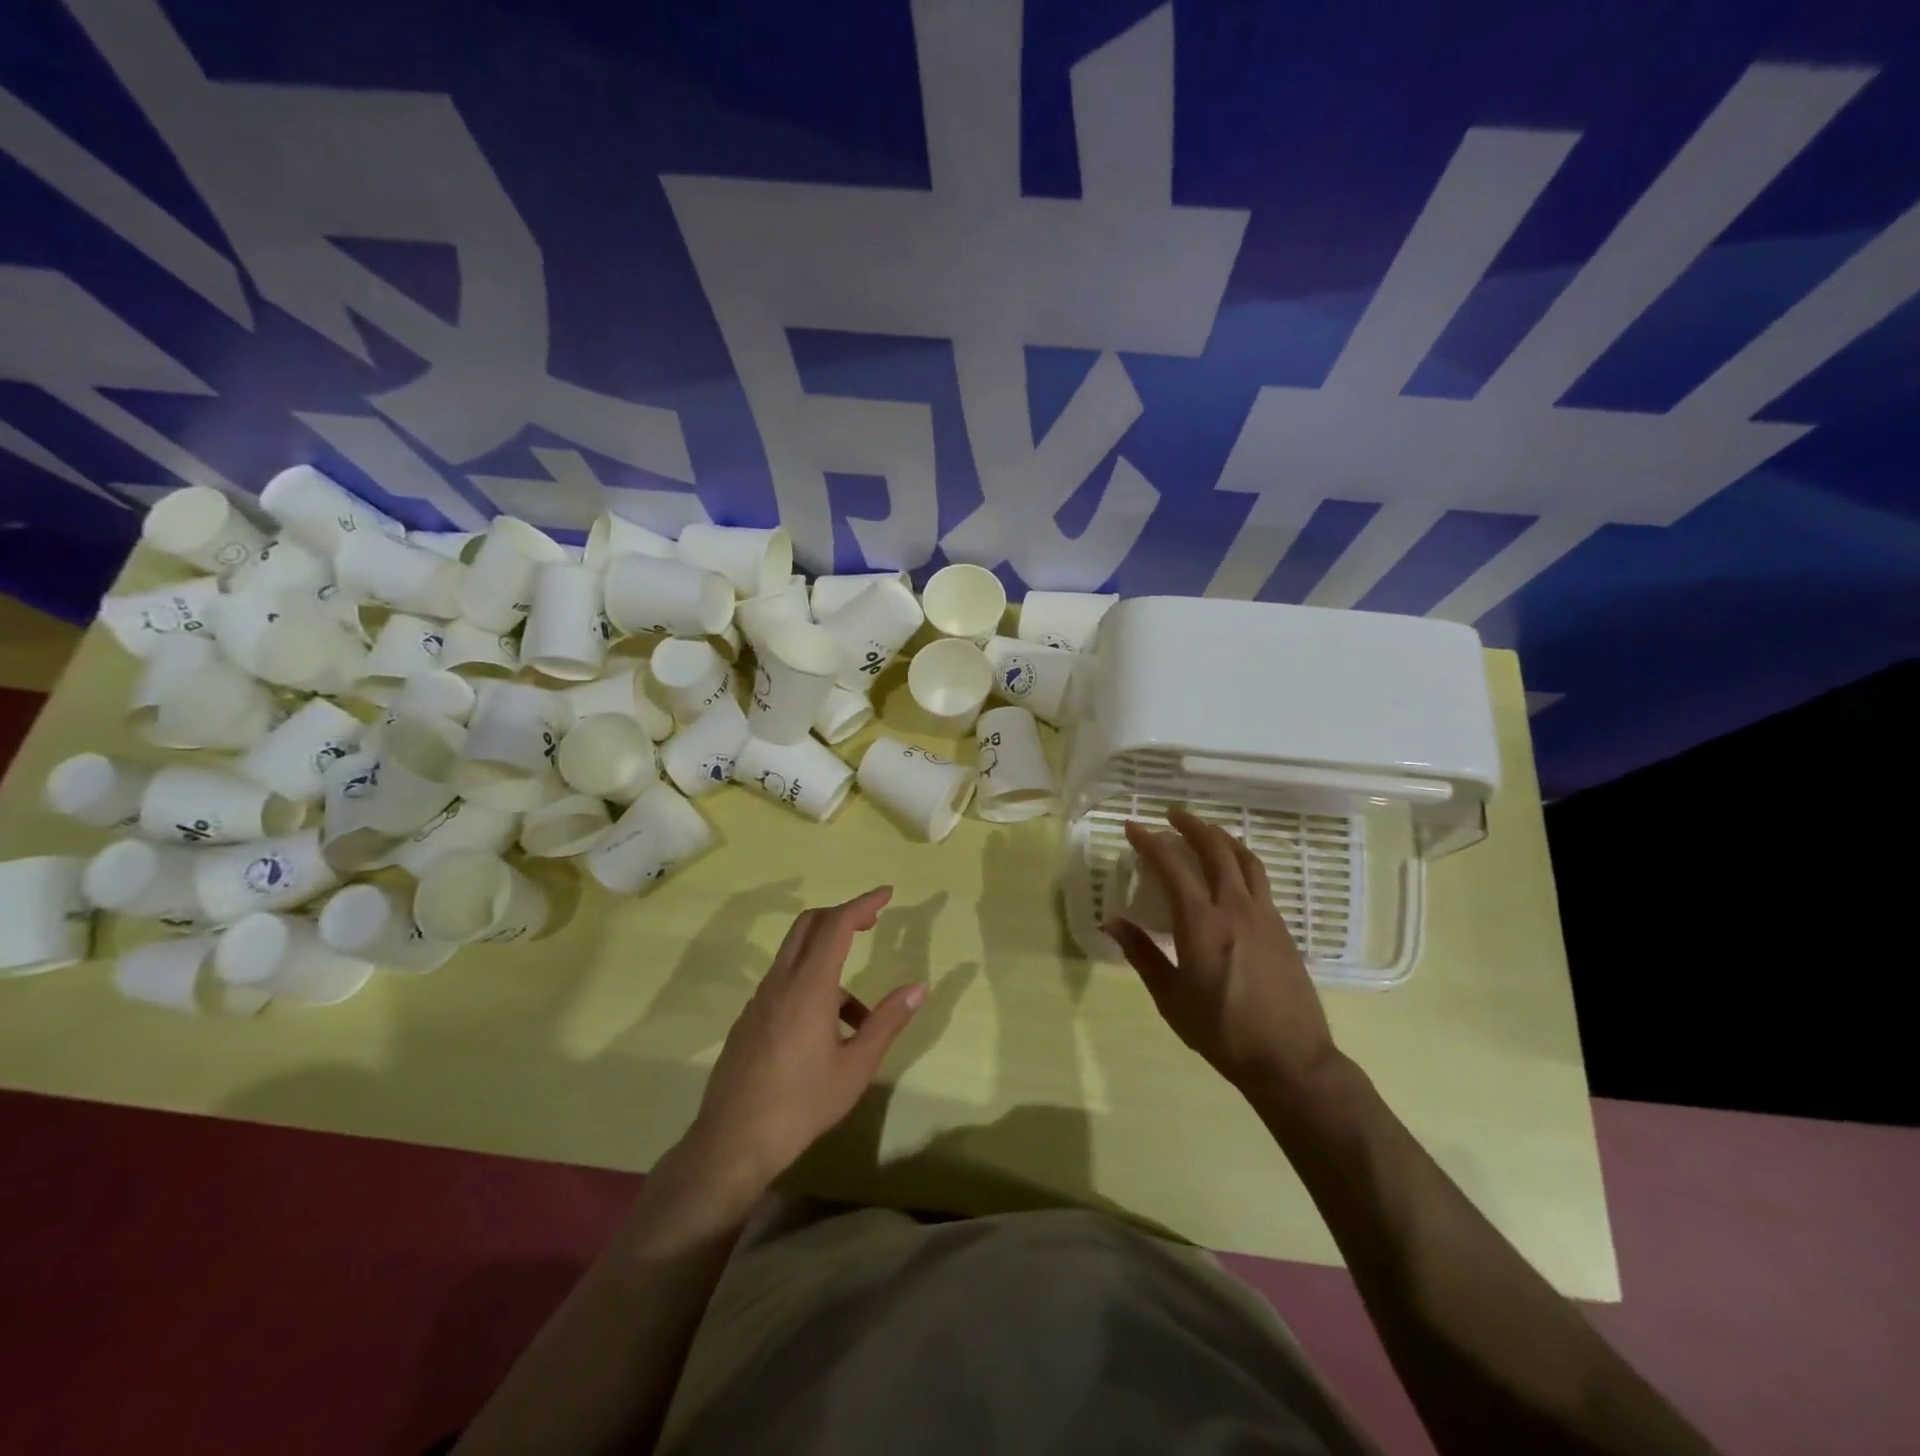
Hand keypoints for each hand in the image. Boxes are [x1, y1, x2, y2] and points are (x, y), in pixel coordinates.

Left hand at [676, 887, 924, 1206]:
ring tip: (859, 1014)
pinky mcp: (748, 1021)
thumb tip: (919, 988)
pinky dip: (810, 986)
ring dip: (828, 961)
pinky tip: (826, 1033)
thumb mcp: (856, 1067)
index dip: (863, 903)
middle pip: (809, 925)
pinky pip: (784, 984)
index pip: (837, 925)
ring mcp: (759, 1001)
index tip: (887, 893)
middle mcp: (780, 982)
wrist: (731, 1143)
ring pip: (796, 957)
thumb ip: (887, 1022)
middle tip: (872, 921)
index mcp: (809, 986)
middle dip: (842, 915)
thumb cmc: (801, 1104)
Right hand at [1106, 808, 1340, 1098]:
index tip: (1132, 827)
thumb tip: (1113, 922)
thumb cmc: (1222, 1032)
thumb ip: (1142, 954)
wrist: (1291, 1060)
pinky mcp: (1283, 927)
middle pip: (1215, 849)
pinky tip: (1233, 871)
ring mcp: (1264, 914)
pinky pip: (1260, 878)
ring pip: (1245, 859)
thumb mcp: (1171, 998)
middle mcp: (1235, 907)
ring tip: (1205, 831)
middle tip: (1171, 815)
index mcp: (1202, 923)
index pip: (1172, 865)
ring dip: (1222, 837)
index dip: (1150, 841)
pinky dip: (1241, 861)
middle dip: (1191, 826)